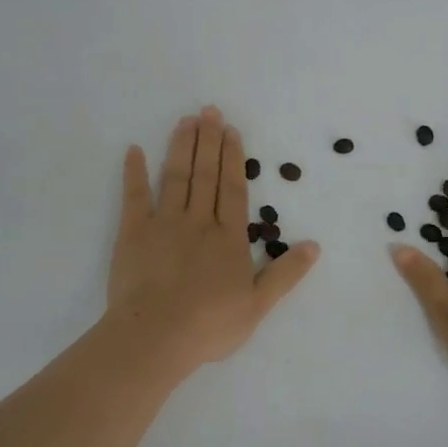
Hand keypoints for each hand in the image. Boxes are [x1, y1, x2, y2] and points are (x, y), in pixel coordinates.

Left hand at [106, 107, 319, 373]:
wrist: (157, 336)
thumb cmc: (210, 324)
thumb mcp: (259, 305)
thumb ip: (285, 273)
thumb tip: (314, 246)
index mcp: (228, 238)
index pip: (233, 189)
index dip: (234, 158)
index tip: (231, 131)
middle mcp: (199, 221)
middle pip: (206, 175)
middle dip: (209, 141)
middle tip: (209, 110)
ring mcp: (164, 224)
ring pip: (176, 177)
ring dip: (182, 147)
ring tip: (186, 121)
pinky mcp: (133, 234)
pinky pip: (134, 197)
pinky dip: (134, 173)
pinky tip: (134, 150)